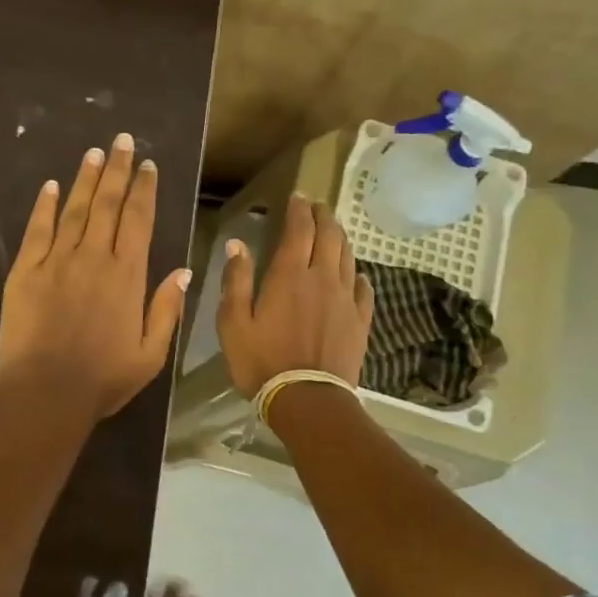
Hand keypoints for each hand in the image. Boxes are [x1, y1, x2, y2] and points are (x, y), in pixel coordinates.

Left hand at [0, 134, 192, 421]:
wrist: (47, 392)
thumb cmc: (104, 378)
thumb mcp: (151, 353)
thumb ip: (167, 309)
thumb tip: (184, 270)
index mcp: (127, 275)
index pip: (139, 220)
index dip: (144, 189)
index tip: (148, 165)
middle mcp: (94, 257)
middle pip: (108, 204)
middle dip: (118, 169)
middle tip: (122, 140)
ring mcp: (57, 260)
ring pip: (74, 209)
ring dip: (86, 179)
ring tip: (94, 153)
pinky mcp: (25, 271)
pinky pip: (37, 230)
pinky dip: (43, 206)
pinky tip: (49, 186)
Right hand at [217, 192, 373, 396]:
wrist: (307, 399)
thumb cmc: (261, 361)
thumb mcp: (233, 322)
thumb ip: (236, 280)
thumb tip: (238, 244)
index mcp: (289, 275)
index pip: (299, 229)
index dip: (299, 210)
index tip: (298, 196)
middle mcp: (322, 278)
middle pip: (329, 236)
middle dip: (324, 217)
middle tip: (318, 206)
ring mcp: (346, 299)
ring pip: (348, 258)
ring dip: (341, 239)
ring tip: (334, 231)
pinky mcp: (360, 321)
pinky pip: (364, 289)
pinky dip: (358, 274)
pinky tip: (357, 274)